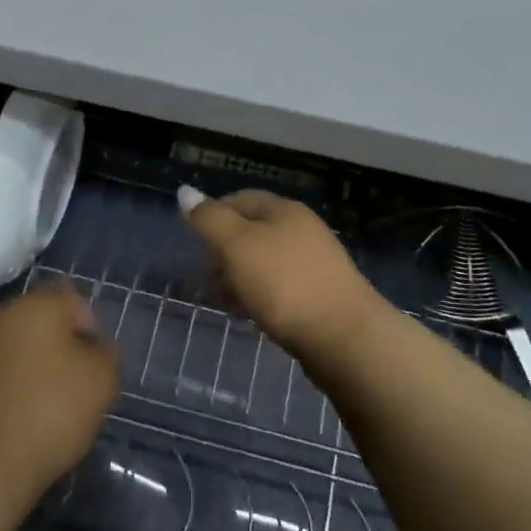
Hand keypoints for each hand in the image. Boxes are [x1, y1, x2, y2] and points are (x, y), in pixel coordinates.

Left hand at [0, 284, 118, 508]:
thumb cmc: (46, 415)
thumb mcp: (101, 382)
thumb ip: (105, 354)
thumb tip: (93, 348)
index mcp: (36, 306)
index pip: (70, 299)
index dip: (88, 329)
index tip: (93, 366)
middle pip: (35, 324)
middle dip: (52, 349)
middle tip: (68, 389)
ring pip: (6, 351)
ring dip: (21, 371)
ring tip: (34, 413)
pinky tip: (5, 427)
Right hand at [183, 189, 387, 360]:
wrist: (345, 338)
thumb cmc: (284, 284)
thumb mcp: (237, 246)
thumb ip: (209, 219)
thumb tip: (185, 192)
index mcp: (283, 210)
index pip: (239, 199)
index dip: (212, 215)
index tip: (192, 242)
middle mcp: (302, 229)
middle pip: (253, 231)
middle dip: (224, 251)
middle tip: (203, 276)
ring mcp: (315, 263)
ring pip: (266, 261)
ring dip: (240, 276)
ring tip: (222, 300)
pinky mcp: (321, 295)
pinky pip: (281, 287)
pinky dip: (260, 296)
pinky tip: (251, 315)